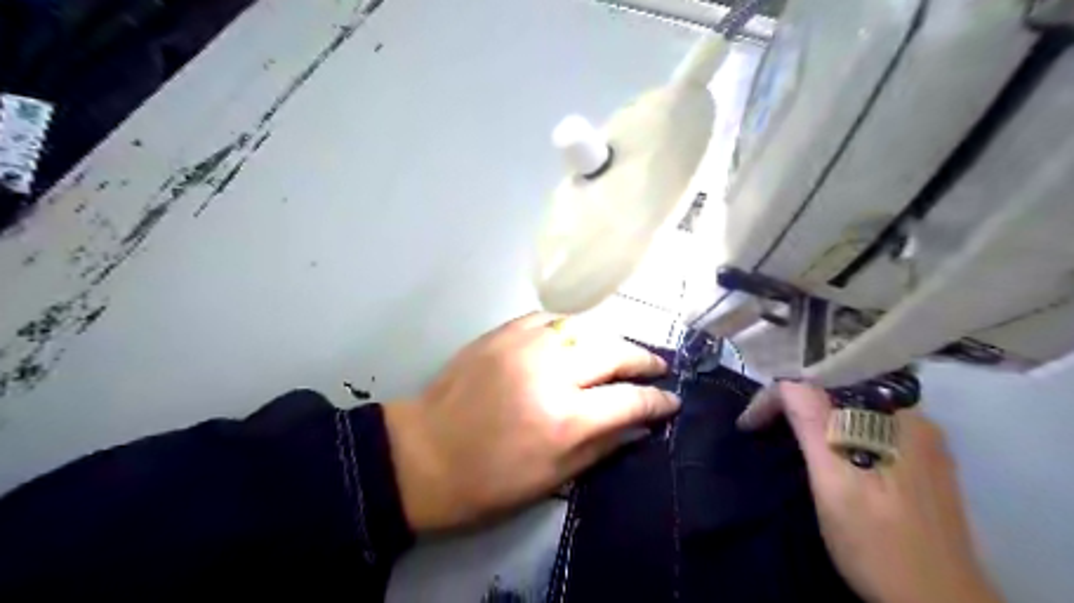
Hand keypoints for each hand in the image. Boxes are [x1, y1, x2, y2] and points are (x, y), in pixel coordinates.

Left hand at [381, 314, 672, 530]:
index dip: (657, 401)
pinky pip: (550, 319)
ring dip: (610, 339)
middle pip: (613, 352)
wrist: (423, 454)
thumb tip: (638, 426)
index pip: (628, 400)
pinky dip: (571, 328)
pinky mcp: (502, 332)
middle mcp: (550, 372)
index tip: (672, 400)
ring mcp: (524, 345)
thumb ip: (602, 446)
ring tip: (622, 352)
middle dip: (643, 359)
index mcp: (564, 419)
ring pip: (585, 328)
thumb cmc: (488, 481)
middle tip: (656, 366)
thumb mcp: (552, 478)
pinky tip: (576, 339)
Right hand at [745, 381, 1002, 601]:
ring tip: (783, 430)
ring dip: (813, 412)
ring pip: (853, 405)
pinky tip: (824, 446)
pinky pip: (867, 425)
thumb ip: (813, 425)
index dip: (779, 394)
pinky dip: (836, 427)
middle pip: (840, 387)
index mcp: (894, 418)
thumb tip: (787, 380)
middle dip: (795, 398)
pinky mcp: (921, 462)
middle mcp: (913, 418)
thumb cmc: (879, 545)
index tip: (751, 423)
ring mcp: (921, 441)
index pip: (824, 379)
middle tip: (763, 422)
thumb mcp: (835, 483)